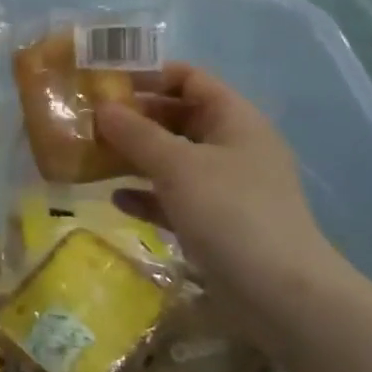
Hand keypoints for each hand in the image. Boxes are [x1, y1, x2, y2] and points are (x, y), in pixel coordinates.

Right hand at [97, 65, 338, 335]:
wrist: (281, 296)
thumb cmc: (230, 213)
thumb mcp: (177, 165)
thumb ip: (136, 134)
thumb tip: (101, 108)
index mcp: (235, 119)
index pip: (190, 79)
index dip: (149, 75)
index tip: (106, 82)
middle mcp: (233, 146)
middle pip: (179, 117)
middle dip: (135, 118)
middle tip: (90, 121)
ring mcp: (227, 187)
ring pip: (174, 159)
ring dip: (136, 157)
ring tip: (93, 157)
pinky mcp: (217, 223)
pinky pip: (175, 197)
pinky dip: (147, 195)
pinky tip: (116, 200)